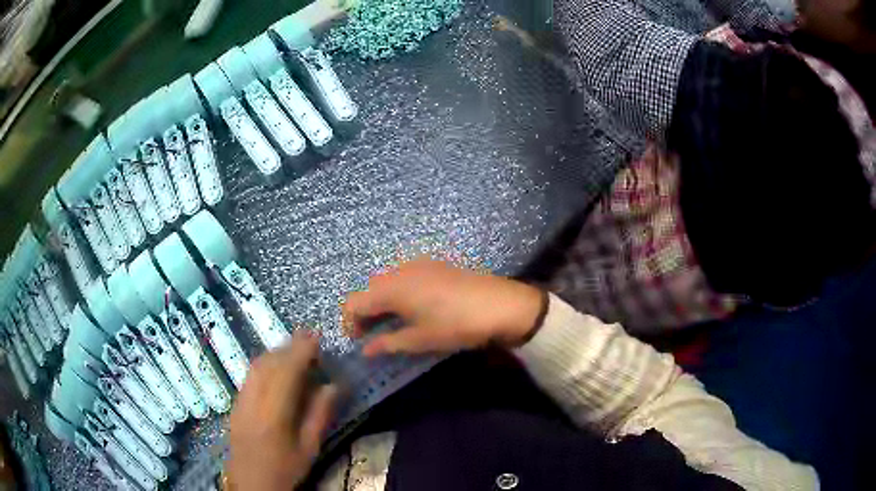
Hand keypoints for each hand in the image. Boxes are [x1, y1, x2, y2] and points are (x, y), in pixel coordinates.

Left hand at [227, 334, 337, 490]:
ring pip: (256, 365)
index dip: (301, 351)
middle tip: (310, 339)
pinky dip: (266, 362)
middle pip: (269, 363)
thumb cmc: (285, 469)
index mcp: (273, 415)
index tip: (317, 338)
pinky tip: (277, 366)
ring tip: (296, 349)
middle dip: (289, 347)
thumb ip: (320, 415)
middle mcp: (253, 400)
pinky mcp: (236, 402)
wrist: (251, 482)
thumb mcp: (309, 448)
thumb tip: (334, 385)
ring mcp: (240, 400)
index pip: (286, 372)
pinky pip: (250, 374)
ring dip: (276, 352)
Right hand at [342, 259, 545, 356]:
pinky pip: (405, 276)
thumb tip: (365, 349)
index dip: (350, 323)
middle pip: (369, 290)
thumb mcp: (420, 339)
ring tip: (395, 322)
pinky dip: (400, 291)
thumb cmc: (455, 325)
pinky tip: (415, 307)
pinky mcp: (435, 264)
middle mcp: (399, 271)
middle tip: (375, 335)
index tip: (359, 341)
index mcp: (391, 289)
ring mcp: (418, 264)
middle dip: (366, 312)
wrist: (499, 304)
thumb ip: (388, 343)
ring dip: (383, 301)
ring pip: (387, 281)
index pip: (354, 303)